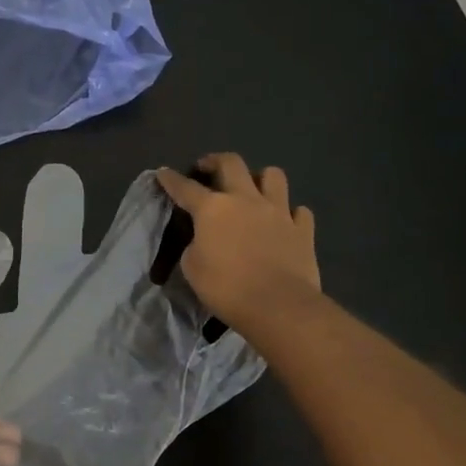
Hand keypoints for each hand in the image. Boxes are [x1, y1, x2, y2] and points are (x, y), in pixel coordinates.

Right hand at [157, 154, 319, 333]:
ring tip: (253, 188)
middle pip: (232, 164)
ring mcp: (279, 212)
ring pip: (273, 176)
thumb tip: (205, 239)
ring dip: (260, 177)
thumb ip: (195, 245)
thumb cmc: (226, 288)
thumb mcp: (193, 268)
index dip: (171, 179)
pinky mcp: (303, 230)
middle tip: (207, 167)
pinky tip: (284, 221)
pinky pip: (299, 211)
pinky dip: (290, 213)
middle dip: (215, 160)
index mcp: (213, 209)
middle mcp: (246, 200)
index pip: (185, 188)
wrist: (278, 305)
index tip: (163, 172)